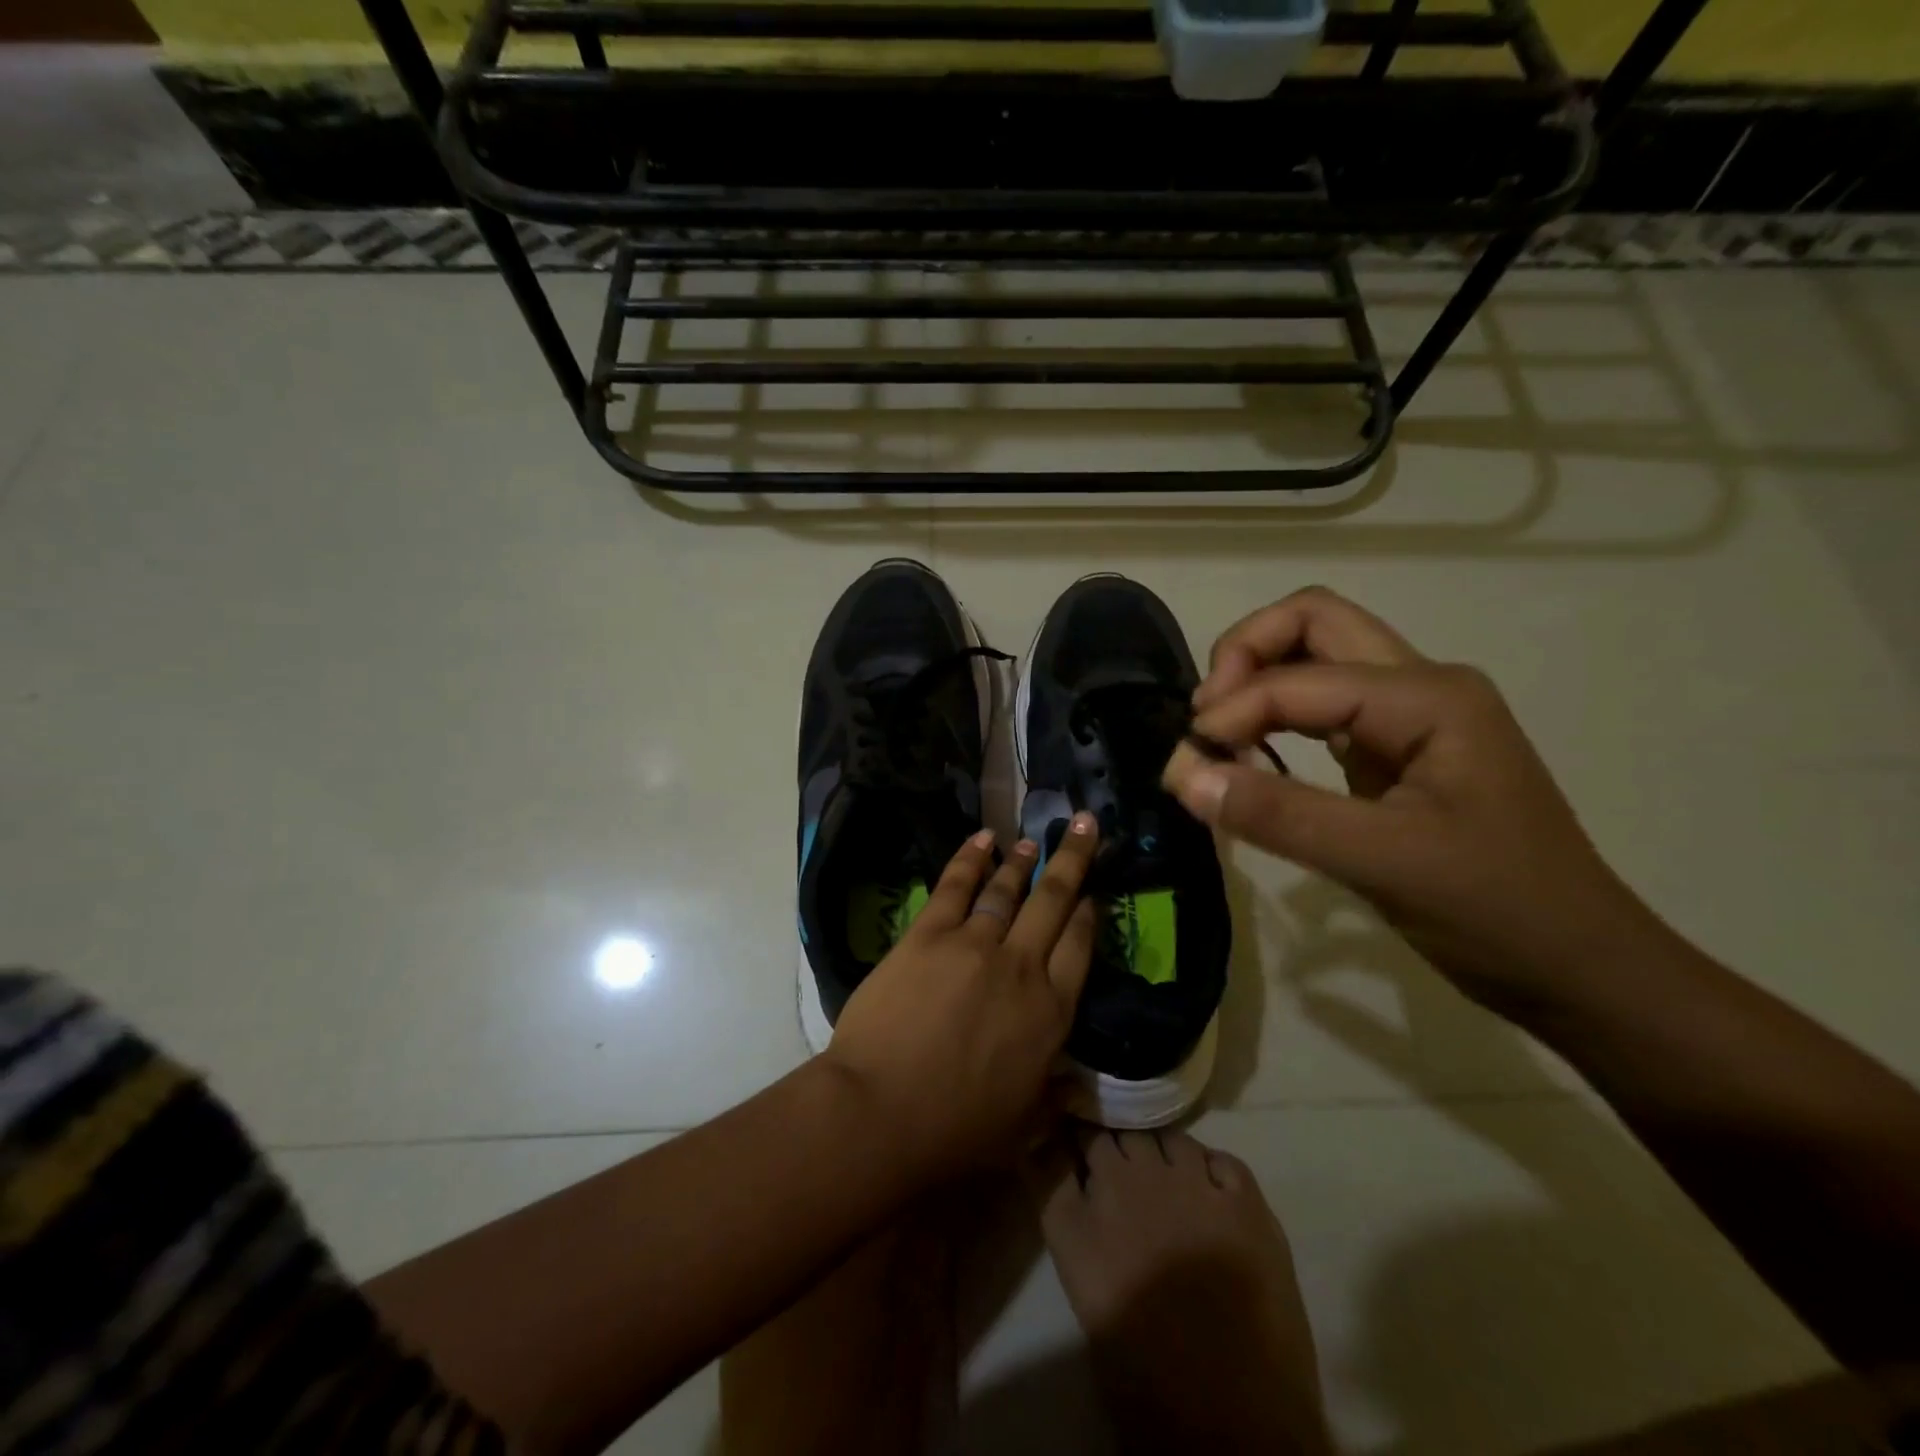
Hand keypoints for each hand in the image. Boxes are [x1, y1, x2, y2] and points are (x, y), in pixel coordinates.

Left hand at [822, 815, 1101, 1182]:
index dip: (1087, 917)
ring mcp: (973, 944)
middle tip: (1083, 825)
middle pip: (1054, 902)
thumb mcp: (1021, 1125)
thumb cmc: (955, 1130)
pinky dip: (970, 859)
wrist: (882, 1111)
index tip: (1092, 895)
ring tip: (1032, 841)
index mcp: (1050, 1013)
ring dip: (1022, 861)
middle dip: (1072, 859)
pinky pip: (955, 886)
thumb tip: (1074, 1088)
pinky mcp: (928, 934)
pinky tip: (982, 839)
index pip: (1079, 948)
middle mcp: (1021, 966)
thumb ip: (1051, 1097)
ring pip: (1006, 891)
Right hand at [1163, 588, 1667, 1013]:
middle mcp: (1420, 685)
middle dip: (1245, 654)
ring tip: (1217, 735)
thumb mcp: (1383, 862)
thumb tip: (1182, 775)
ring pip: (1317, 658)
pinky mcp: (1396, 752)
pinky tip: (1252, 756)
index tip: (1186, 765)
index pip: (1298, 678)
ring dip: (1258, 681)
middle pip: (1313, 623)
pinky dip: (1275, 718)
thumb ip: (1278, 814)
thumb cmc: (1498, 911)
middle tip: (1204, 717)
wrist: (1579, 969)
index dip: (1231, 712)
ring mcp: (1410, 717)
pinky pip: (1323, 708)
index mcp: (1428, 696)